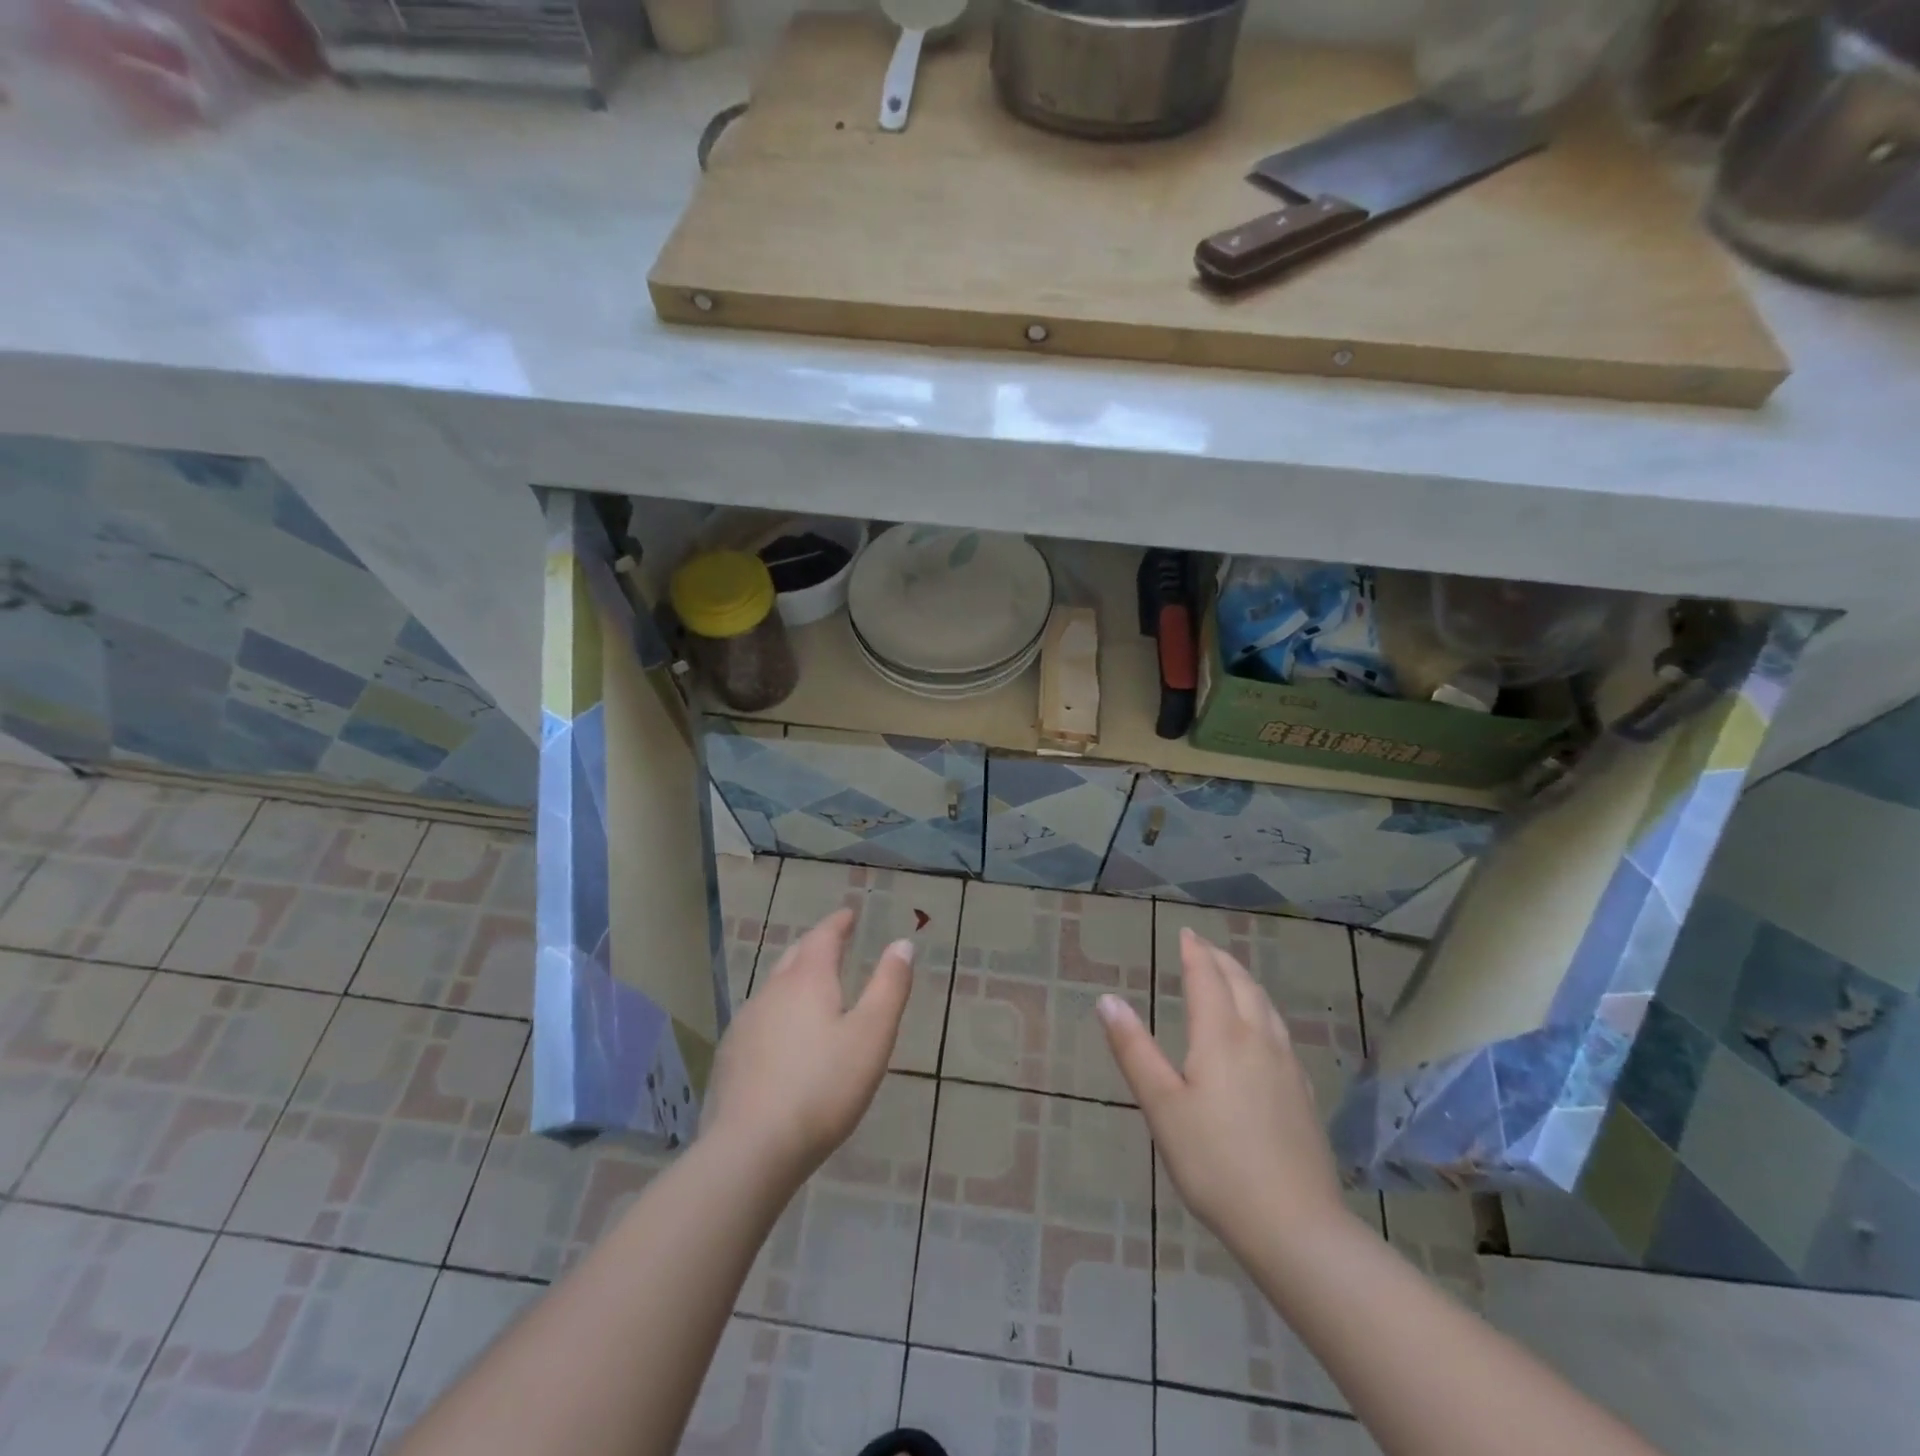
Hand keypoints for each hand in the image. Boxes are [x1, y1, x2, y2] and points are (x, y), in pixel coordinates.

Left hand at [701, 907, 911, 1190]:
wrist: (751, 1149)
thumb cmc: (823, 1087)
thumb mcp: (872, 1035)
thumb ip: (889, 986)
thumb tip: (902, 943)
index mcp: (808, 980)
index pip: (824, 936)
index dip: (838, 922)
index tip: (849, 914)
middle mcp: (772, 991)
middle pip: (795, 956)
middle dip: (816, 945)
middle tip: (834, 943)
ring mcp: (746, 1023)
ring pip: (774, 986)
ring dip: (796, 978)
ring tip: (813, 987)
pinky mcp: (731, 1056)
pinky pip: (760, 1017)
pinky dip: (779, 1011)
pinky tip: (784, 1036)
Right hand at [1098, 927, 1351, 1253]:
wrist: (1295, 1227)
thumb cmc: (1215, 1163)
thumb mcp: (1162, 1106)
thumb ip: (1134, 1050)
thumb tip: (1107, 999)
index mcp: (1222, 1037)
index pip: (1207, 979)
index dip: (1194, 953)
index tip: (1186, 933)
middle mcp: (1258, 1040)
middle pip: (1241, 985)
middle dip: (1221, 960)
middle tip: (1204, 947)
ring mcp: (1286, 1066)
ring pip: (1266, 1006)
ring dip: (1245, 981)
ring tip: (1231, 976)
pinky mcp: (1302, 1093)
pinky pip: (1280, 1031)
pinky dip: (1263, 1010)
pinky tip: (1262, 1030)